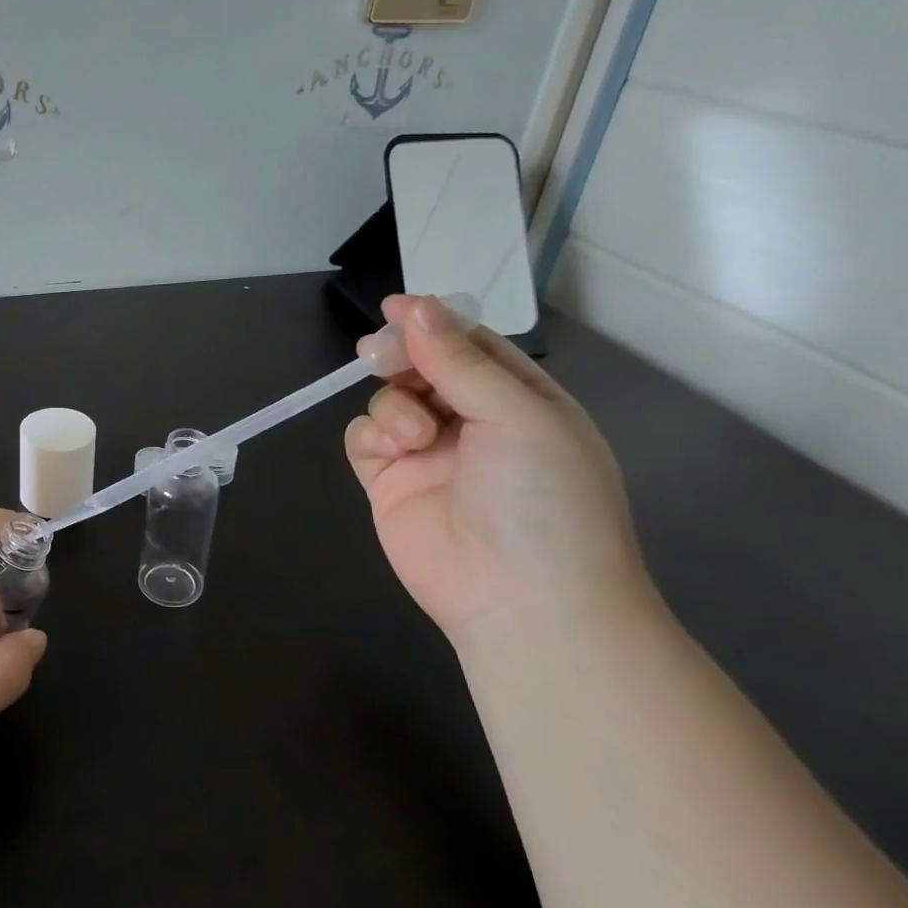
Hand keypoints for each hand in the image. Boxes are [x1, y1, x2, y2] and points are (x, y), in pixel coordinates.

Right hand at [344, 295, 656, 647]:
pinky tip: (391, 450)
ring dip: (394, 405)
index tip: (396, 306)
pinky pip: (364, 439)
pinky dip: (371, 435)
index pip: (473, 347)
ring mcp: (428, 455)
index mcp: (522, 402)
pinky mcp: (388, 484)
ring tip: (412, 435)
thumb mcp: (518, 416)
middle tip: (380, 354)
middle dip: (402, 357)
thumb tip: (415, 307)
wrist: (520, 600)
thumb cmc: (542, 499)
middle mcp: (473, 424)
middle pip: (423, 369)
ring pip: (389, 400)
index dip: (435, 324)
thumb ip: (460, 361)